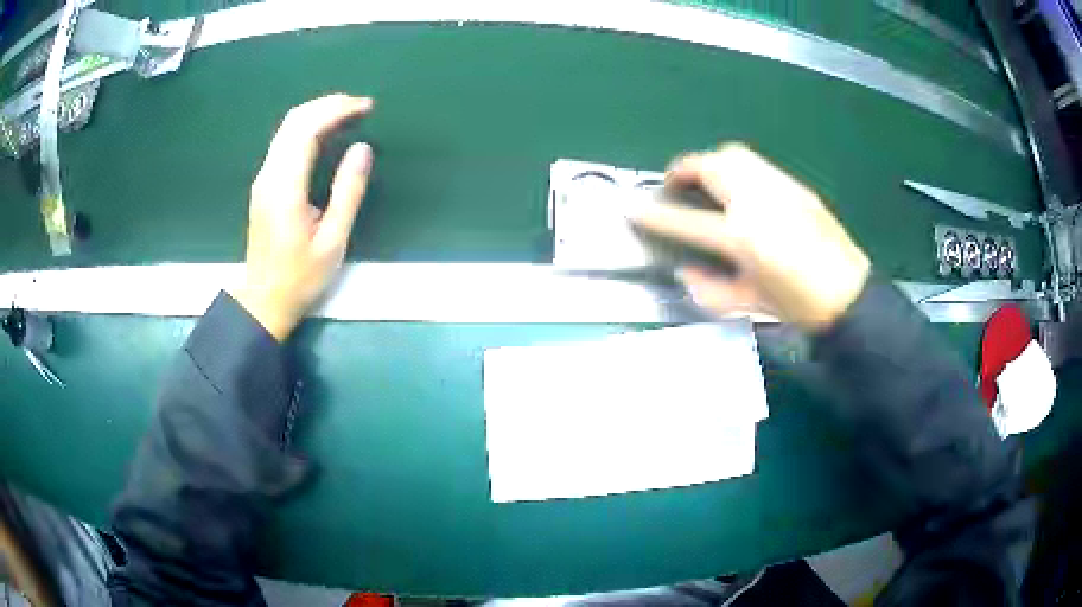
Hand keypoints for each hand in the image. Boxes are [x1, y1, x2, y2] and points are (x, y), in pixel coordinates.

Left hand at [230, 94, 374, 340]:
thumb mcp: (333, 241)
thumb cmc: (300, 277)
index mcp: (285, 188)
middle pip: (294, 121)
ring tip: (349, 116)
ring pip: (287, 129)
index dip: (337, 110)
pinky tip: (326, 135)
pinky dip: (307, 128)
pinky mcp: (264, 184)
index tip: (367, 107)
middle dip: (328, 105)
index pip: (306, 130)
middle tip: (361, 106)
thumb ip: (348, 192)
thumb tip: (363, 148)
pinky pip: (284, 142)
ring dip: (318, 113)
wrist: (264, 300)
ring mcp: (263, 179)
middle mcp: (269, 175)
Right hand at [629, 143, 869, 329]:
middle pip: (710, 166)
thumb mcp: (748, 303)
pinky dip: (738, 169)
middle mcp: (757, 202)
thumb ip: (709, 289)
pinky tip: (742, 193)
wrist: (848, 295)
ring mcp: (779, 188)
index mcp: (742, 236)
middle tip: (675, 186)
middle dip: (683, 169)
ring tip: (706, 183)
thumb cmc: (797, 305)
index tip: (634, 208)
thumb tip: (686, 272)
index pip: (686, 219)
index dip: (655, 214)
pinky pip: (757, 165)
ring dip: (710, 163)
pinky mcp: (795, 186)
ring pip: (734, 155)